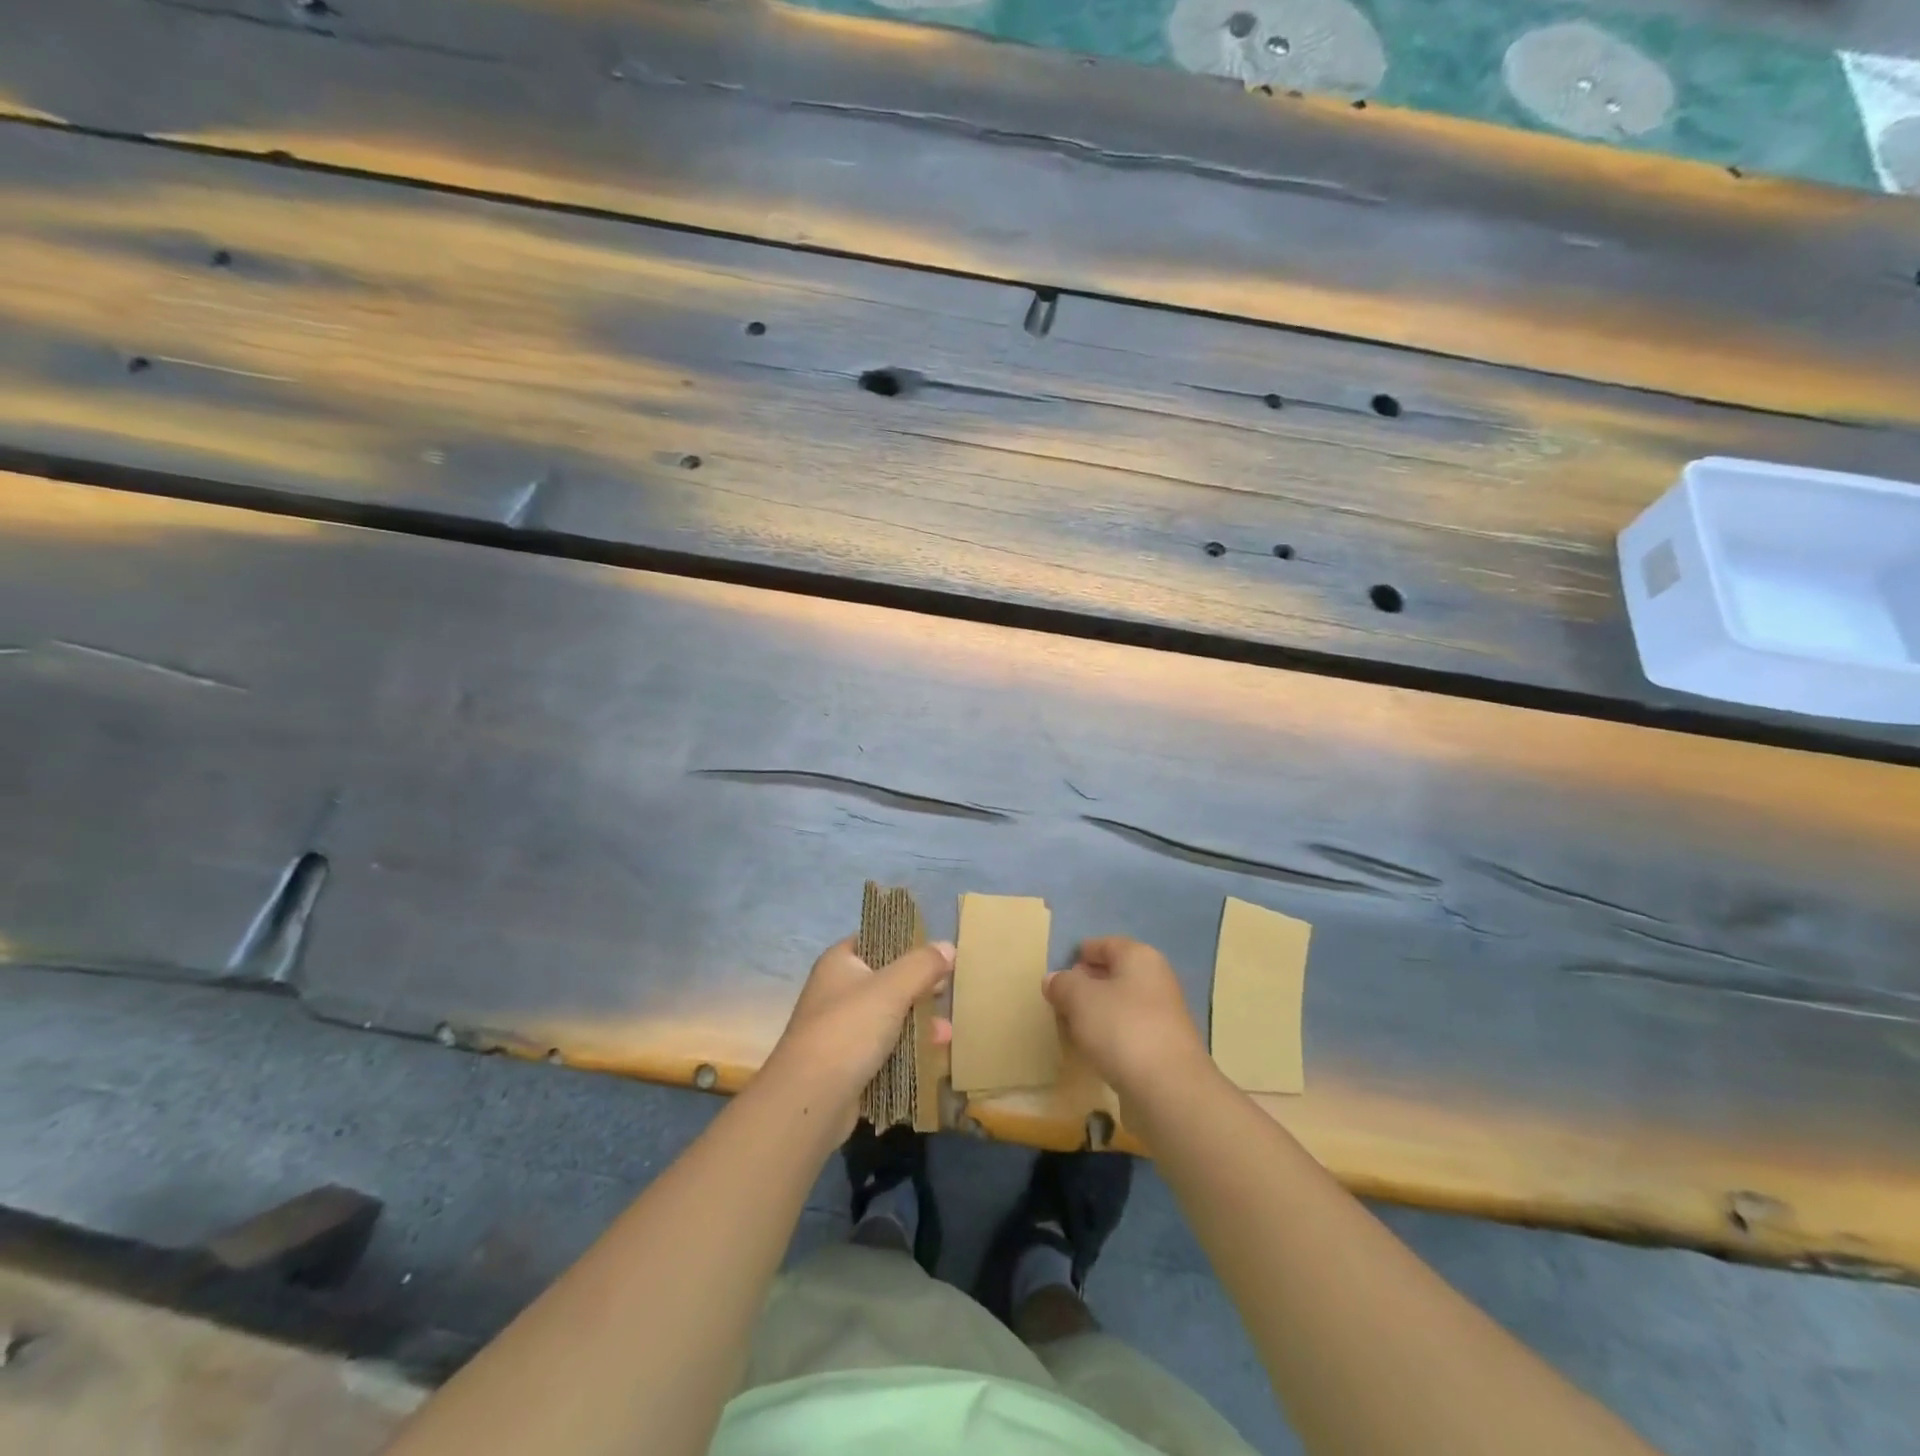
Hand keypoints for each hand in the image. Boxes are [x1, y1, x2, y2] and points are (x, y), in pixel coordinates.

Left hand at [759, 937, 952, 1142]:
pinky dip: (907, 1050)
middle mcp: (837, 991)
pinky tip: (933, 1057)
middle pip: (887, 980)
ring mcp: (841, 1029)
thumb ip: (922, 965)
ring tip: (947, 1034)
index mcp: (839, 963)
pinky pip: (884, 1048)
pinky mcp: (848, 1063)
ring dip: (918, 1023)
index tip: (939, 954)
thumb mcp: (891, 989)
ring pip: (888, 1017)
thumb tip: (948, 946)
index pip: (877, 940)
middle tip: (949, 992)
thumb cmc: (849, 1030)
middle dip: (919, 987)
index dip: (908, 944)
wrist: (810, 1100)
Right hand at [1045, 936, 1209, 1104]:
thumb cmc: (1121, 1028)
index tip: (1056, 972)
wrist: (1168, 1089)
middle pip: (1114, 974)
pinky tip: (1093, 1051)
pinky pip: (1129, 1033)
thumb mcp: (1079, 999)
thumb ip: (1063, 984)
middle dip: (1086, 985)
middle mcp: (1156, 980)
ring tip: (1071, 1027)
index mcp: (1139, 957)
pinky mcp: (1163, 1049)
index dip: (1079, 955)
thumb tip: (1054, 979)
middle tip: (1058, 1000)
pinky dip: (1110, 1037)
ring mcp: (1163, 1016)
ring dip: (1097, 1014)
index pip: (1104, 944)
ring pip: (1121, 1005)